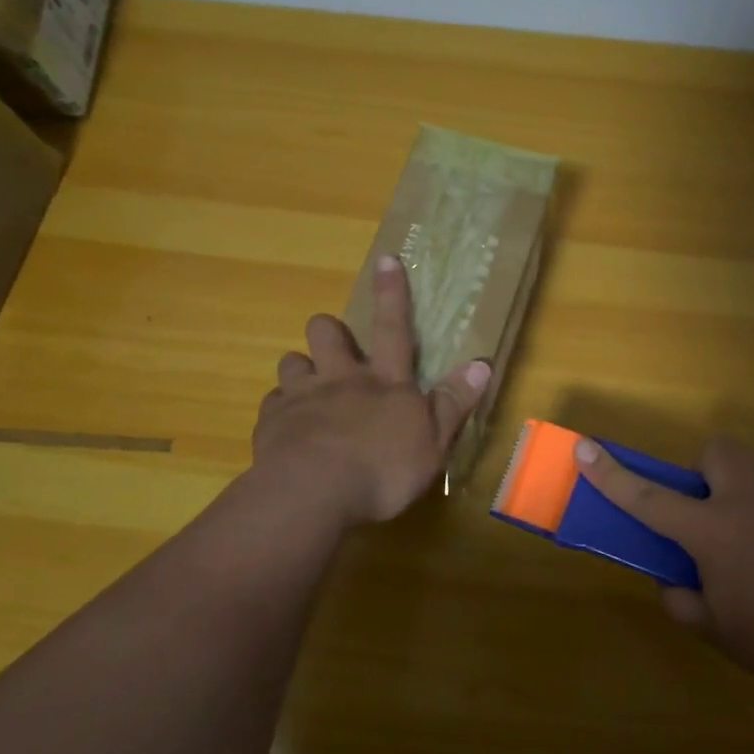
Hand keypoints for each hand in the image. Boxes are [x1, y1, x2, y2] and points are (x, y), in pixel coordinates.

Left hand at [253, 255, 490, 526]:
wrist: (313, 494)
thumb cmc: (383, 471)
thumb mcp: (433, 443)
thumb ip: (453, 403)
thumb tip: (481, 364)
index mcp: (384, 382)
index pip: (393, 328)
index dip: (392, 293)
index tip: (386, 259)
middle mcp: (341, 379)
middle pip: (327, 333)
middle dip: (330, 330)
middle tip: (337, 349)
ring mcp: (302, 397)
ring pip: (292, 361)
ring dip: (301, 369)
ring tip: (309, 389)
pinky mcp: (272, 422)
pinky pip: (272, 403)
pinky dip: (281, 410)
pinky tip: (287, 429)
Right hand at [574, 435, 753, 699]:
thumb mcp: (717, 630)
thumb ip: (681, 598)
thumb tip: (673, 578)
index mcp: (714, 530)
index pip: (647, 497)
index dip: (609, 474)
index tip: (583, 449)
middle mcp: (748, 494)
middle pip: (711, 454)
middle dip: (700, 478)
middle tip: (706, 524)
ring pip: (744, 464)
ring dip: (731, 487)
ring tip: (747, 539)